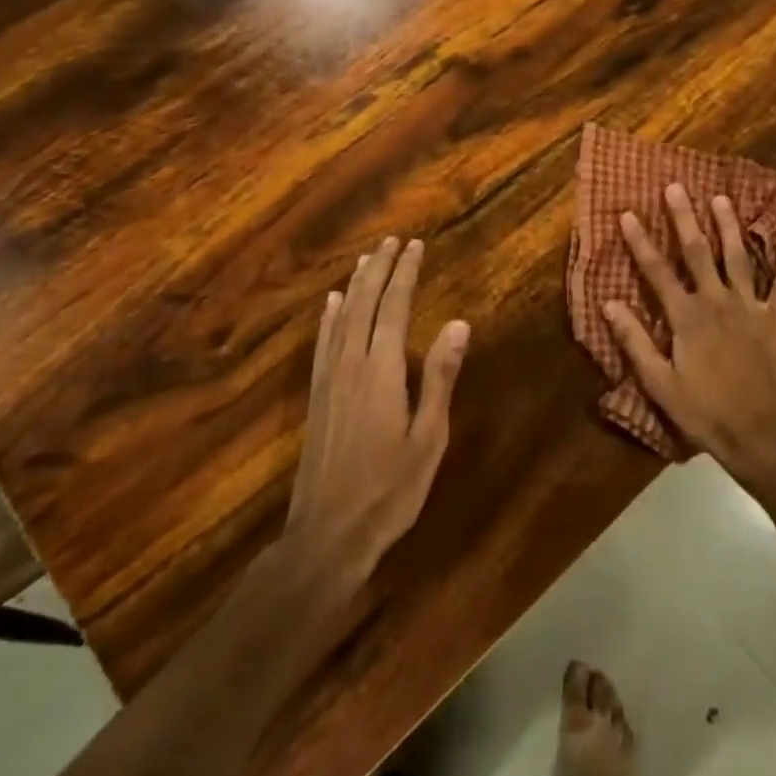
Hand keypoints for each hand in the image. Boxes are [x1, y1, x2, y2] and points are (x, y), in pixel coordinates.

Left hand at [285, 236, 468, 577]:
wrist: (328, 534)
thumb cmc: (390, 489)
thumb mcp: (429, 436)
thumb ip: (440, 377)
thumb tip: (458, 323)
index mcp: (382, 371)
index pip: (395, 307)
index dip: (405, 273)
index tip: (415, 245)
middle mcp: (351, 365)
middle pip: (364, 304)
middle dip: (379, 269)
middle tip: (392, 241)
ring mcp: (329, 380)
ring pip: (340, 318)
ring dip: (354, 285)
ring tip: (366, 258)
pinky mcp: (317, 396)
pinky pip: (322, 343)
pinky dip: (327, 317)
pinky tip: (330, 304)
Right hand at [604, 185, 775, 488]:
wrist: (760, 436)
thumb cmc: (704, 412)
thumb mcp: (660, 383)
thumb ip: (635, 341)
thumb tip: (609, 305)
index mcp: (686, 317)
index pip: (657, 271)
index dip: (640, 241)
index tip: (627, 213)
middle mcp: (718, 302)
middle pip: (698, 252)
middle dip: (684, 218)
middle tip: (676, 187)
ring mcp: (751, 307)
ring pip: (738, 257)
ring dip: (729, 227)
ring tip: (721, 199)